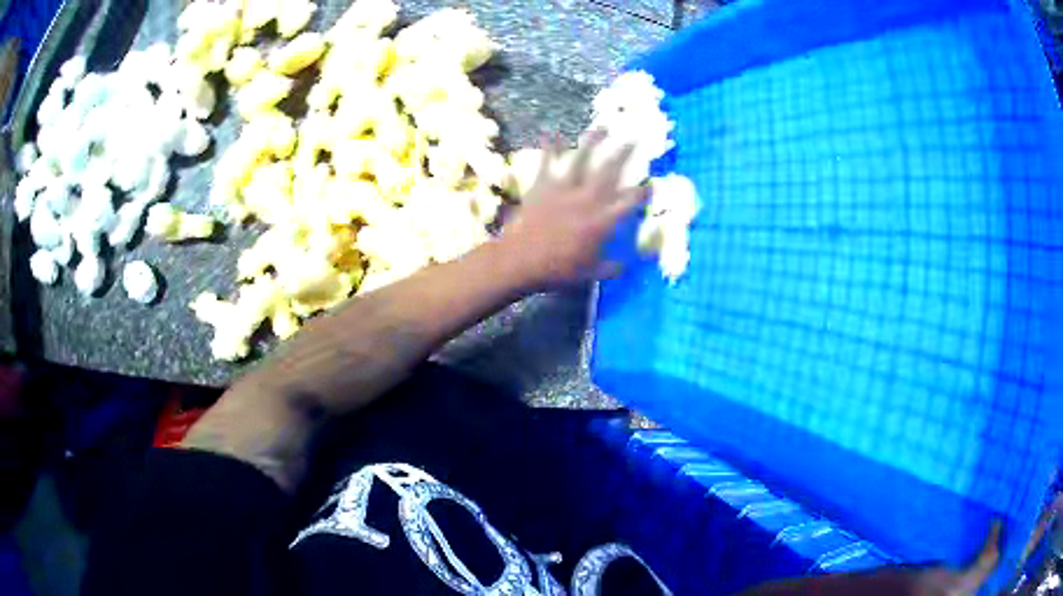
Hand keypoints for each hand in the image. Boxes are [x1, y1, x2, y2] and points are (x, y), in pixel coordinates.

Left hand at [496, 130, 648, 290]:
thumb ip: (613, 267)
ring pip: (582, 160)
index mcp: (601, 222)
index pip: (629, 202)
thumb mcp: (590, 274)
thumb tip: (630, 265)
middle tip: (635, 139)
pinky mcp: (542, 186)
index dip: (643, 192)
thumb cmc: (556, 270)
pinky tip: (553, 133)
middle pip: (610, 172)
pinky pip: (548, 163)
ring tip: (603, 128)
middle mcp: (587, 200)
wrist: (519, 260)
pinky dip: (550, 148)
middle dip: (625, 154)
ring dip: (593, 142)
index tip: (652, 183)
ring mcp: (564, 190)